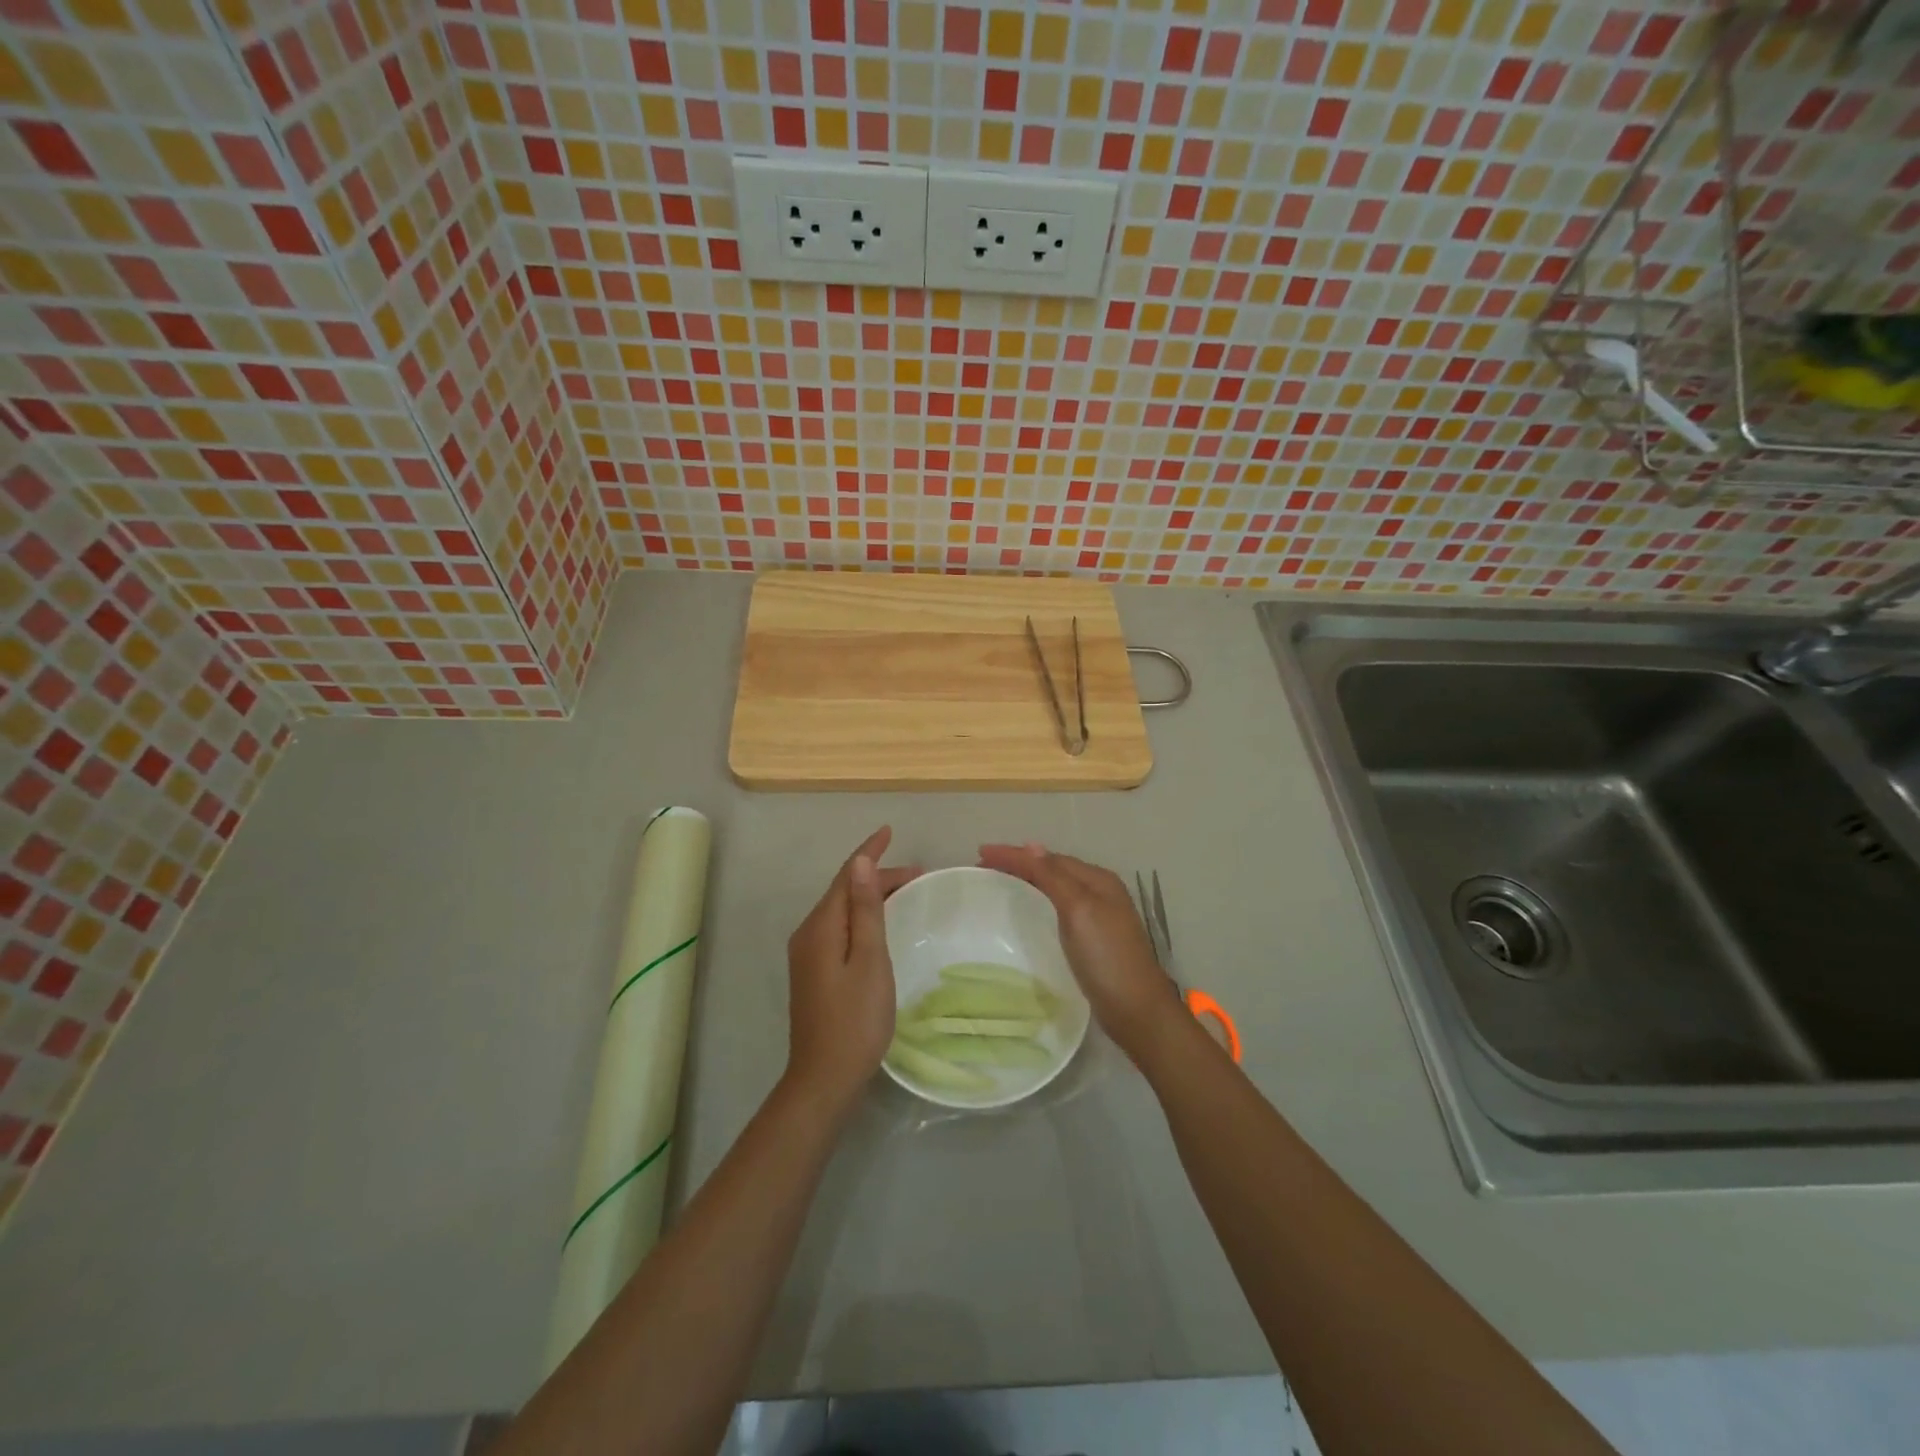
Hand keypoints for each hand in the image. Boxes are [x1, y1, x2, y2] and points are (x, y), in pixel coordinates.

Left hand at [785, 827, 919, 1112]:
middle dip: (876, 876)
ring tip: (905, 893)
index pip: (845, 876)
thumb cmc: (855, 1019)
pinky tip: (878, 925)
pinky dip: (861, 917)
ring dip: (870, 897)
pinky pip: (838, 929)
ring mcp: (807, 955)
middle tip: (918, 875)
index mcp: (821, 927)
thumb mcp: (869, 960)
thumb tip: (860, 863)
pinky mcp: (813, 972)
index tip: (889, 830)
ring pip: (841, 911)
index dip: (868, 852)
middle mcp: (808, 934)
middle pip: (843, 892)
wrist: (824, 1078)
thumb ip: (865, 910)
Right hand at [977, 842, 1181, 1062]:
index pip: (1048, 858)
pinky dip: (1041, 899)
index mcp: (1097, 880)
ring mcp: (1099, 916)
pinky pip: (1060, 907)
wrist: (1136, 1010)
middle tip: (986, 864)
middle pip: (1054, 868)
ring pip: (1058, 886)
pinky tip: (1032, 909)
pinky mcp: (1093, 939)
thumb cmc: (1106, 957)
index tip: (981, 853)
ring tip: (1002, 879)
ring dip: (1030, 878)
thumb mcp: (1079, 910)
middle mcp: (1100, 892)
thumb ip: (1055, 877)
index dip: (1015, 854)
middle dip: (1021, 862)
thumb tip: (1031, 846)